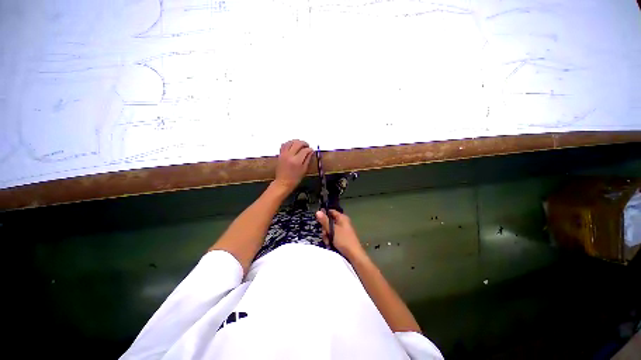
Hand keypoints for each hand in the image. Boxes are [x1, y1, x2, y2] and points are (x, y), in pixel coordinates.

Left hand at [273, 139, 313, 192]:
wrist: (283, 182)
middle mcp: (289, 156)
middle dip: (304, 143)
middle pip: (297, 143)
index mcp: (296, 161)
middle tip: (307, 146)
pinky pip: (284, 145)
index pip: (305, 150)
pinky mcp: (280, 154)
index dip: (310, 149)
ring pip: (290, 142)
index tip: (312, 150)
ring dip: (296, 141)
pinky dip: (289, 143)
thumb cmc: (294, 179)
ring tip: (300, 145)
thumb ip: (308, 159)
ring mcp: (283, 154)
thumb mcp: (304, 170)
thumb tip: (311, 151)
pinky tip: (293, 146)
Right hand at [316, 210, 364, 259]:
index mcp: (342, 218)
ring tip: (328, 241)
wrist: (354, 255)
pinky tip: (329, 244)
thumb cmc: (344, 240)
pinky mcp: (341, 237)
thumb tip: (317, 211)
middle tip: (325, 234)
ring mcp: (342, 230)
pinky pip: (332, 235)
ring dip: (327, 235)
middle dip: (325, 228)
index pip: (331, 211)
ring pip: (329, 229)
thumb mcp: (333, 230)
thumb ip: (325, 221)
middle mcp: (342, 222)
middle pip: (329, 221)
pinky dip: (330, 239)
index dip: (324, 214)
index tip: (318, 220)